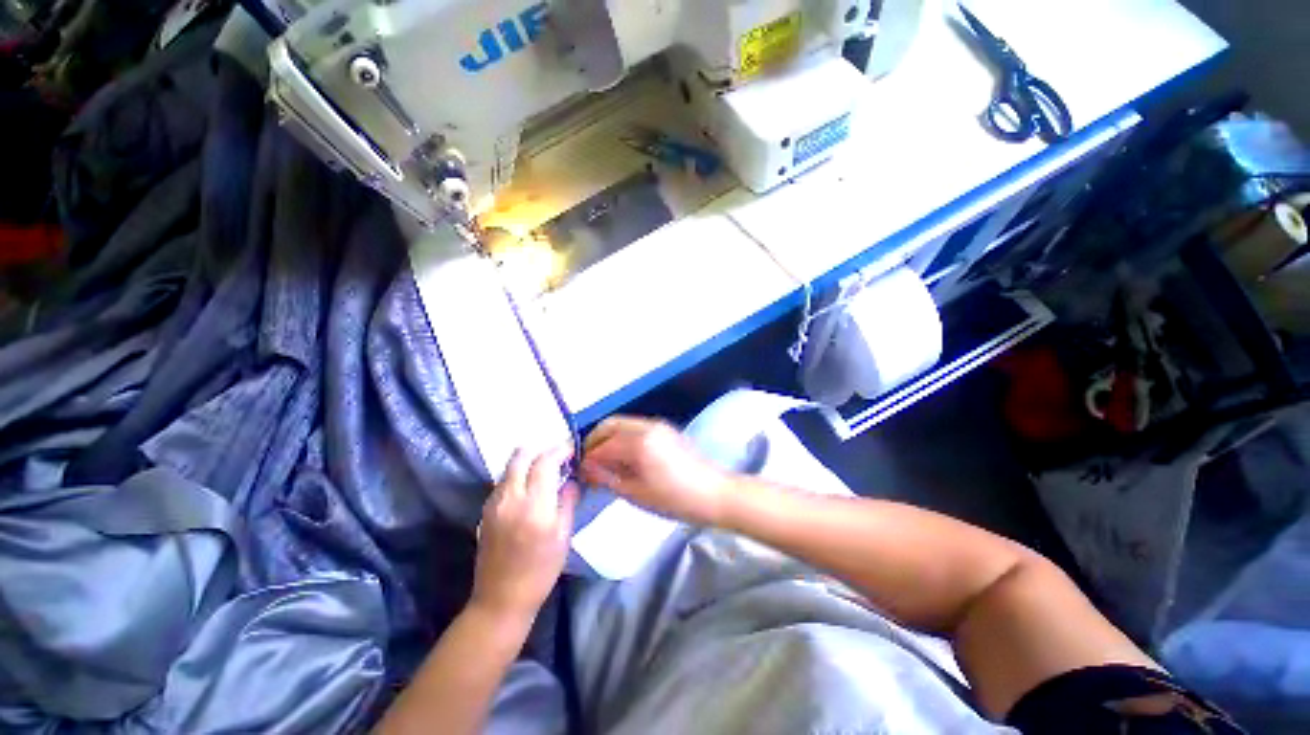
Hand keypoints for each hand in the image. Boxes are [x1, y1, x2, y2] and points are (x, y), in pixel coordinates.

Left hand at [471, 447, 578, 622]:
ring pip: (510, 466)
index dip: (560, 450)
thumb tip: (572, 480)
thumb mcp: (564, 537)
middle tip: (559, 454)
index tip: (572, 447)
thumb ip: (567, 502)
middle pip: (521, 455)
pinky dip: (518, 473)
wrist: (501, 598)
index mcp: (534, 506)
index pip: (545, 462)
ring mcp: (494, 502)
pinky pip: (504, 480)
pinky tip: (530, 485)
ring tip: (547, 468)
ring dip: (529, 460)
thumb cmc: (540, 571)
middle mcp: (510, 498)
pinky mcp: (486, 509)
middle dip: (542, 449)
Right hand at [580, 417, 732, 525]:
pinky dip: (623, 438)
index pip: (602, 445)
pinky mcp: (665, 429)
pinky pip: (635, 428)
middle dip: (594, 441)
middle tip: (587, 464)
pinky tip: (622, 458)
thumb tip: (585, 469)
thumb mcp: (637, 494)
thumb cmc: (675, 499)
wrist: (714, 493)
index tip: (578, 473)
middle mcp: (646, 426)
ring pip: (622, 424)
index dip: (587, 459)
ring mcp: (657, 425)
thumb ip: (608, 478)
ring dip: (608, 439)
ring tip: (603, 463)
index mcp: (639, 442)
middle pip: (610, 425)